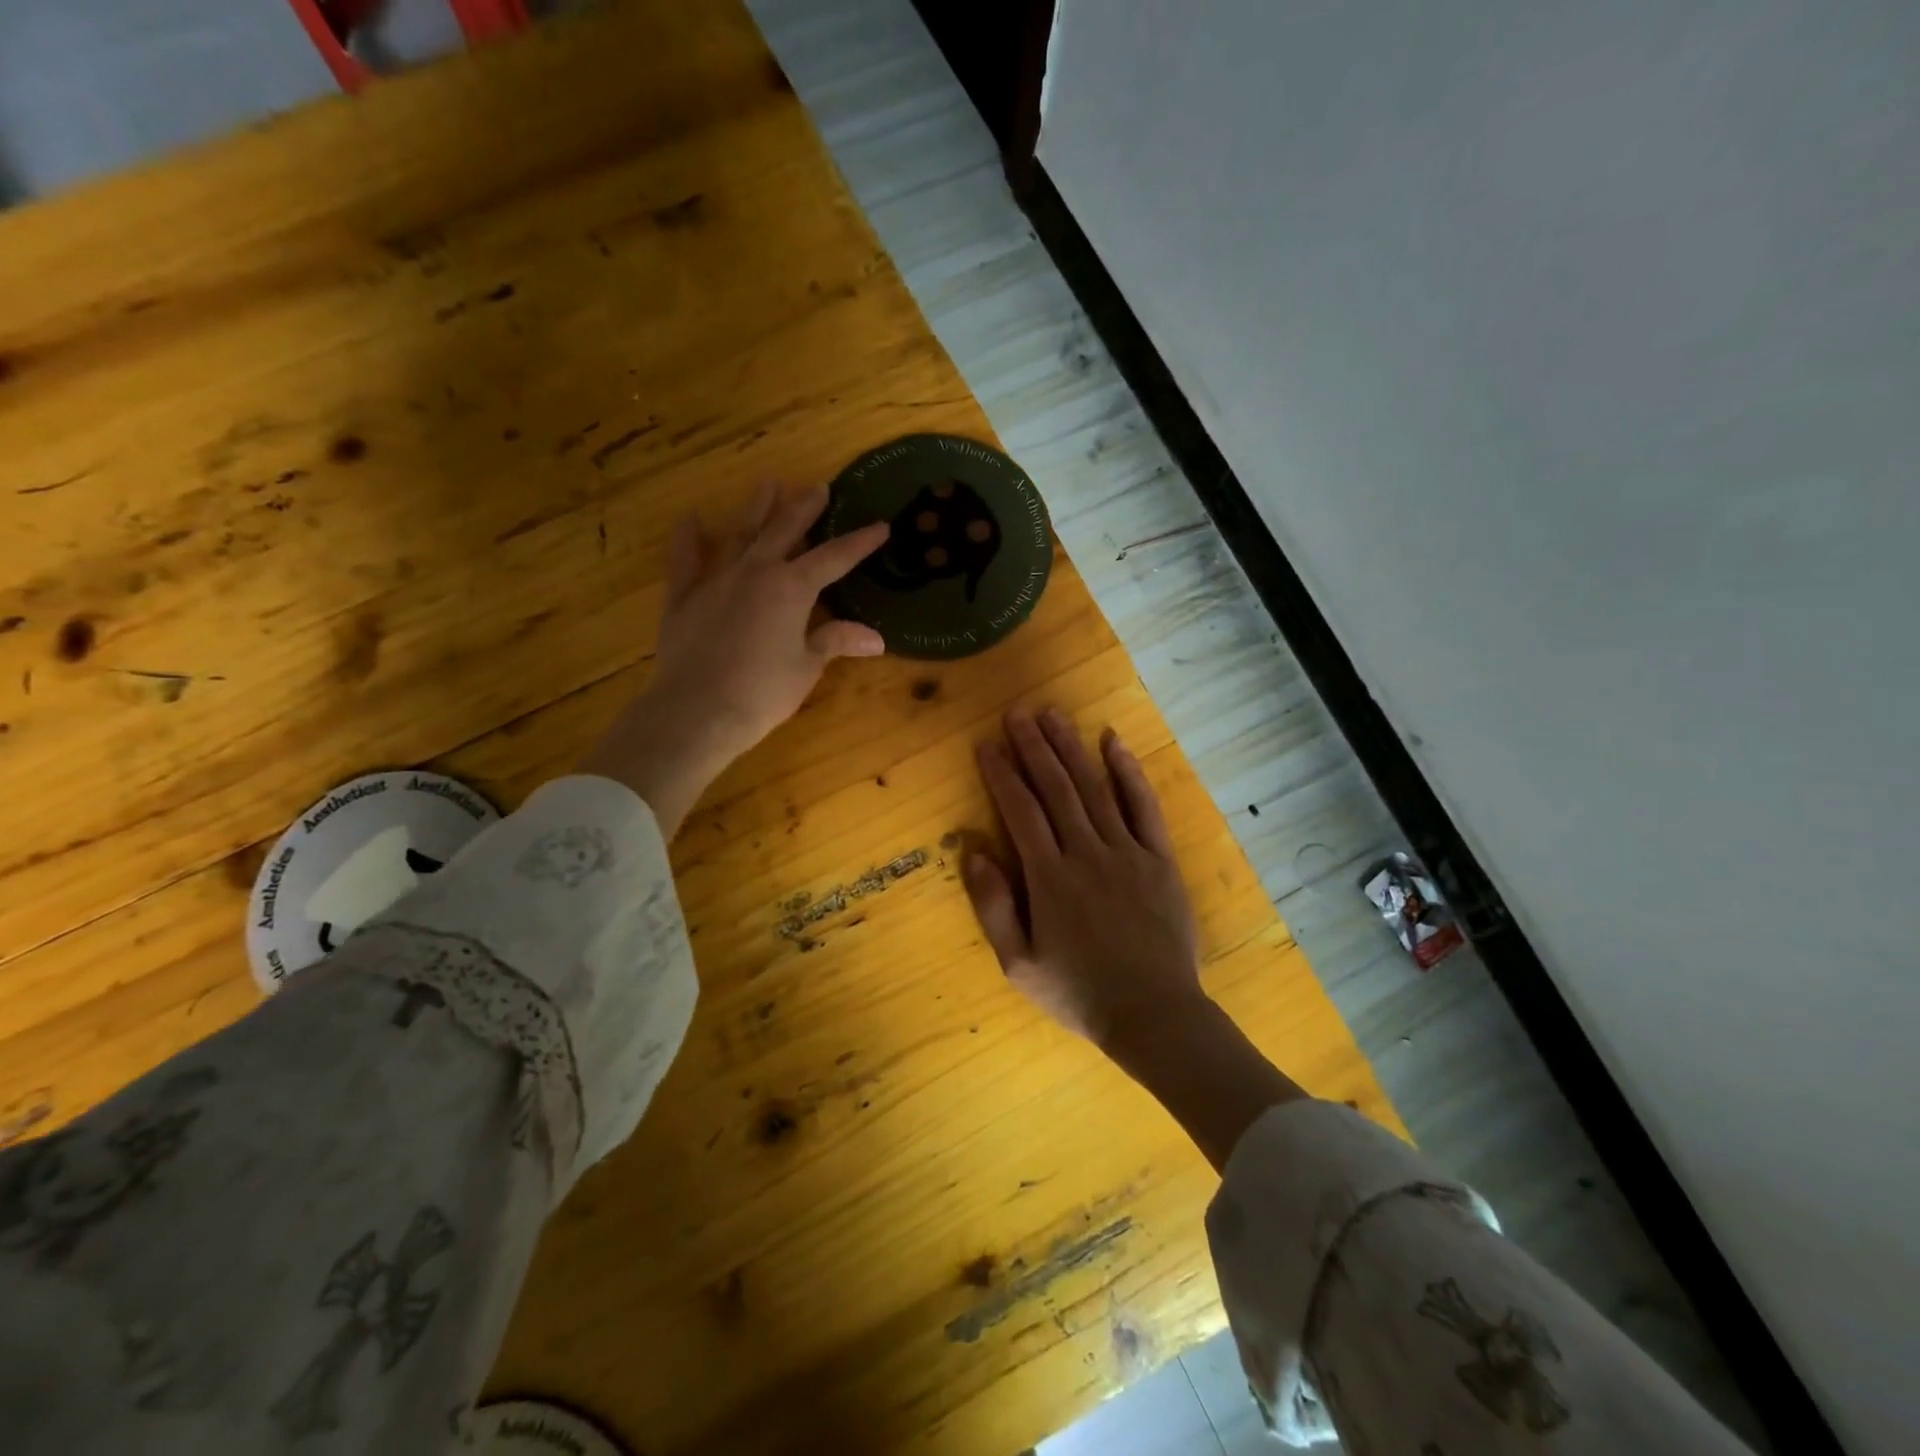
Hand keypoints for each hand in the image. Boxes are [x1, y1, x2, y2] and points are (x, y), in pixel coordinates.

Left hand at [580, 483, 888, 833]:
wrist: (697, 711)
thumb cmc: (762, 692)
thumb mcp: (806, 668)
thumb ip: (835, 642)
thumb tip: (875, 638)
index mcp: (791, 588)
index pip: (833, 558)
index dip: (859, 542)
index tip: (880, 526)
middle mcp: (755, 572)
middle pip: (784, 531)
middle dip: (804, 509)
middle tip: (818, 487)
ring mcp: (716, 581)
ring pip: (740, 535)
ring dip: (756, 510)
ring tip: (768, 485)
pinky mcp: (684, 598)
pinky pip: (686, 561)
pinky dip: (688, 540)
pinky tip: (690, 520)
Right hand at [964, 707, 1206, 1049]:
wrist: (1154, 1015)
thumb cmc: (1079, 993)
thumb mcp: (1019, 964)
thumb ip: (993, 906)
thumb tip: (973, 852)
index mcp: (1049, 878)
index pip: (1020, 811)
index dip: (1002, 774)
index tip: (987, 744)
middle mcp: (1086, 853)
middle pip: (1056, 788)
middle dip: (1034, 747)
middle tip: (1017, 713)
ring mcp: (1127, 851)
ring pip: (1094, 788)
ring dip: (1071, 748)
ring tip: (1052, 714)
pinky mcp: (1159, 858)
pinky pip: (1143, 806)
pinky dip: (1128, 771)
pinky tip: (1113, 742)